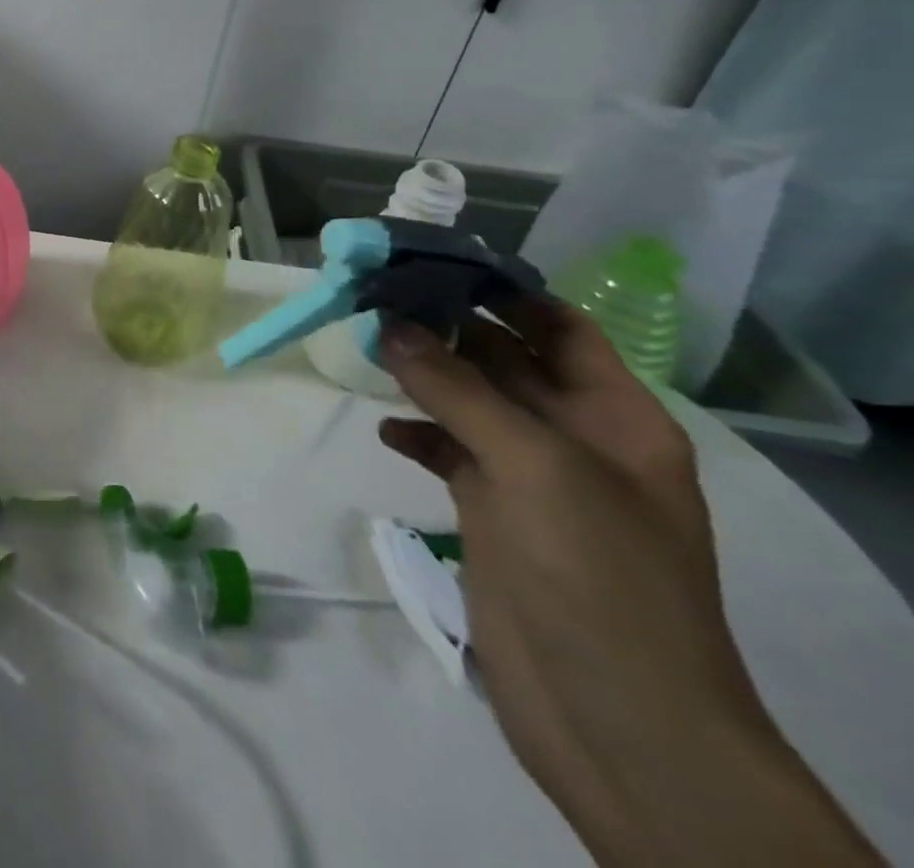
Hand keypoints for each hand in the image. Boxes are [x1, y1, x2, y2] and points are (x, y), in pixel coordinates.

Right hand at [378, 300, 880, 866]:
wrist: (614, 719)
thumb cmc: (596, 576)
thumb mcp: (532, 466)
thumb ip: (456, 390)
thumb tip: (388, 325)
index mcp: (614, 418)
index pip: (556, 327)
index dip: (499, 290)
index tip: (428, 262)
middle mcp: (574, 438)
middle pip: (504, 359)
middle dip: (445, 327)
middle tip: (375, 294)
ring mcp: (531, 478)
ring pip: (470, 403)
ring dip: (423, 375)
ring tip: (366, 347)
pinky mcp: (492, 513)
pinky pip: (449, 452)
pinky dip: (417, 434)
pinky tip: (384, 429)